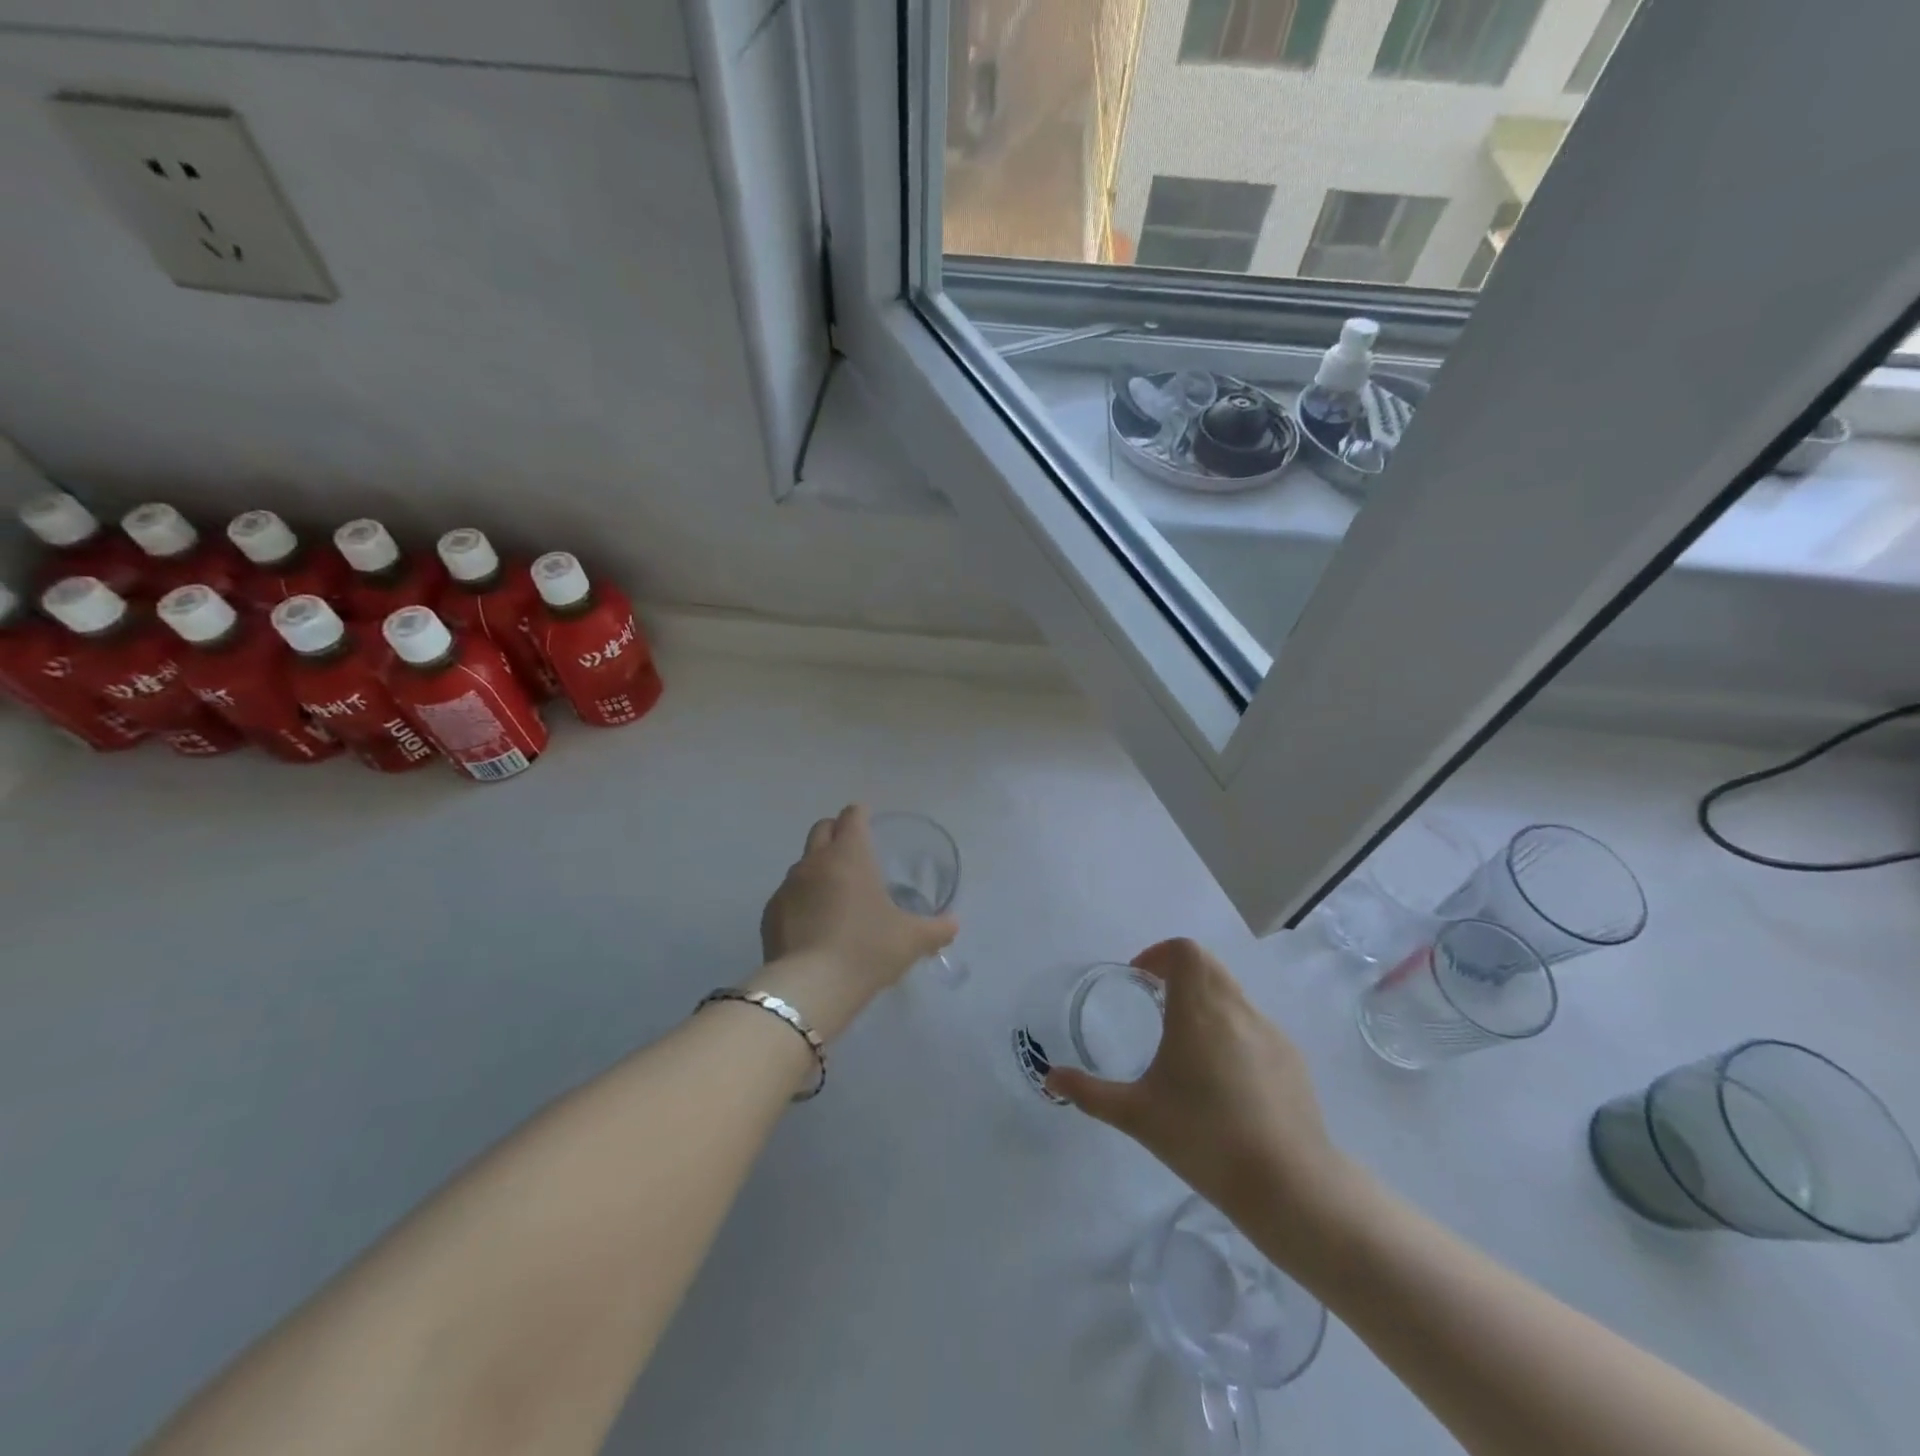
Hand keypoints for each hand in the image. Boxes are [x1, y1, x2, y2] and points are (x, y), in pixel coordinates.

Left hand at [753, 805, 956, 1040]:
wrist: (810, 987)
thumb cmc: (867, 949)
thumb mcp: (912, 940)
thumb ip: (937, 928)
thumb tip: (953, 923)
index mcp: (850, 855)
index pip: (852, 816)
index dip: (861, 814)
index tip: (868, 819)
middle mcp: (815, 861)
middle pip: (822, 829)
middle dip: (836, 832)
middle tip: (852, 851)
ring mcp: (788, 886)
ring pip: (803, 862)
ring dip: (818, 868)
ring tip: (835, 894)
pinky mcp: (770, 913)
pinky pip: (788, 895)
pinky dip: (802, 899)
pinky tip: (813, 924)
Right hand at [1045, 938, 1353, 1245]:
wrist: (1289, 1185)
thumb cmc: (1204, 1138)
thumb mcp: (1136, 1115)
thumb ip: (1090, 1092)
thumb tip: (1050, 1077)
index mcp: (1198, 1010)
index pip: (1184, 951)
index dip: (1158, 954)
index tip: (1140, 979)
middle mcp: (1236, 1009)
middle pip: (1208, 966)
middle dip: (1179, 973)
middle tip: (1156, 1003)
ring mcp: (1269, 1032)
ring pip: (1232, 994)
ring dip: (1206, 1000)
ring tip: (1186, 1044)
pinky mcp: (1292, 1058)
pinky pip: (1254, 1025)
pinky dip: (1232, 1030)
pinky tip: (1224, 1080)